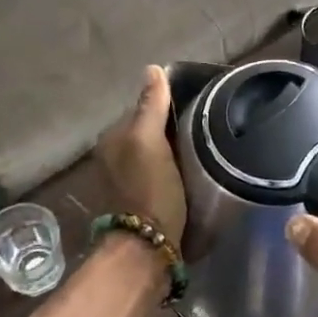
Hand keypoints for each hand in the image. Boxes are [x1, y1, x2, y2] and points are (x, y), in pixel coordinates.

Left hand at [96, 65, 187, 246]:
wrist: (147, 248)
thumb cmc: (149, 189)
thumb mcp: (149, 141)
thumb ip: (151, 106)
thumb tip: (153, 68)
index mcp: (112, 138)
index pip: (144, 108)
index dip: (169, 106)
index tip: (197, 110)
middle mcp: (114, 155)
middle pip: (150, 130)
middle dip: (172, 128)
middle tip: (205, 130)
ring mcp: (126, 179)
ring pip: (156, 151)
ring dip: (175, 149)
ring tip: (203, 150)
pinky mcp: (141, 199)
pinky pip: (159, 171)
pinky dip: (173, 168)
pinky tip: (191, 172)